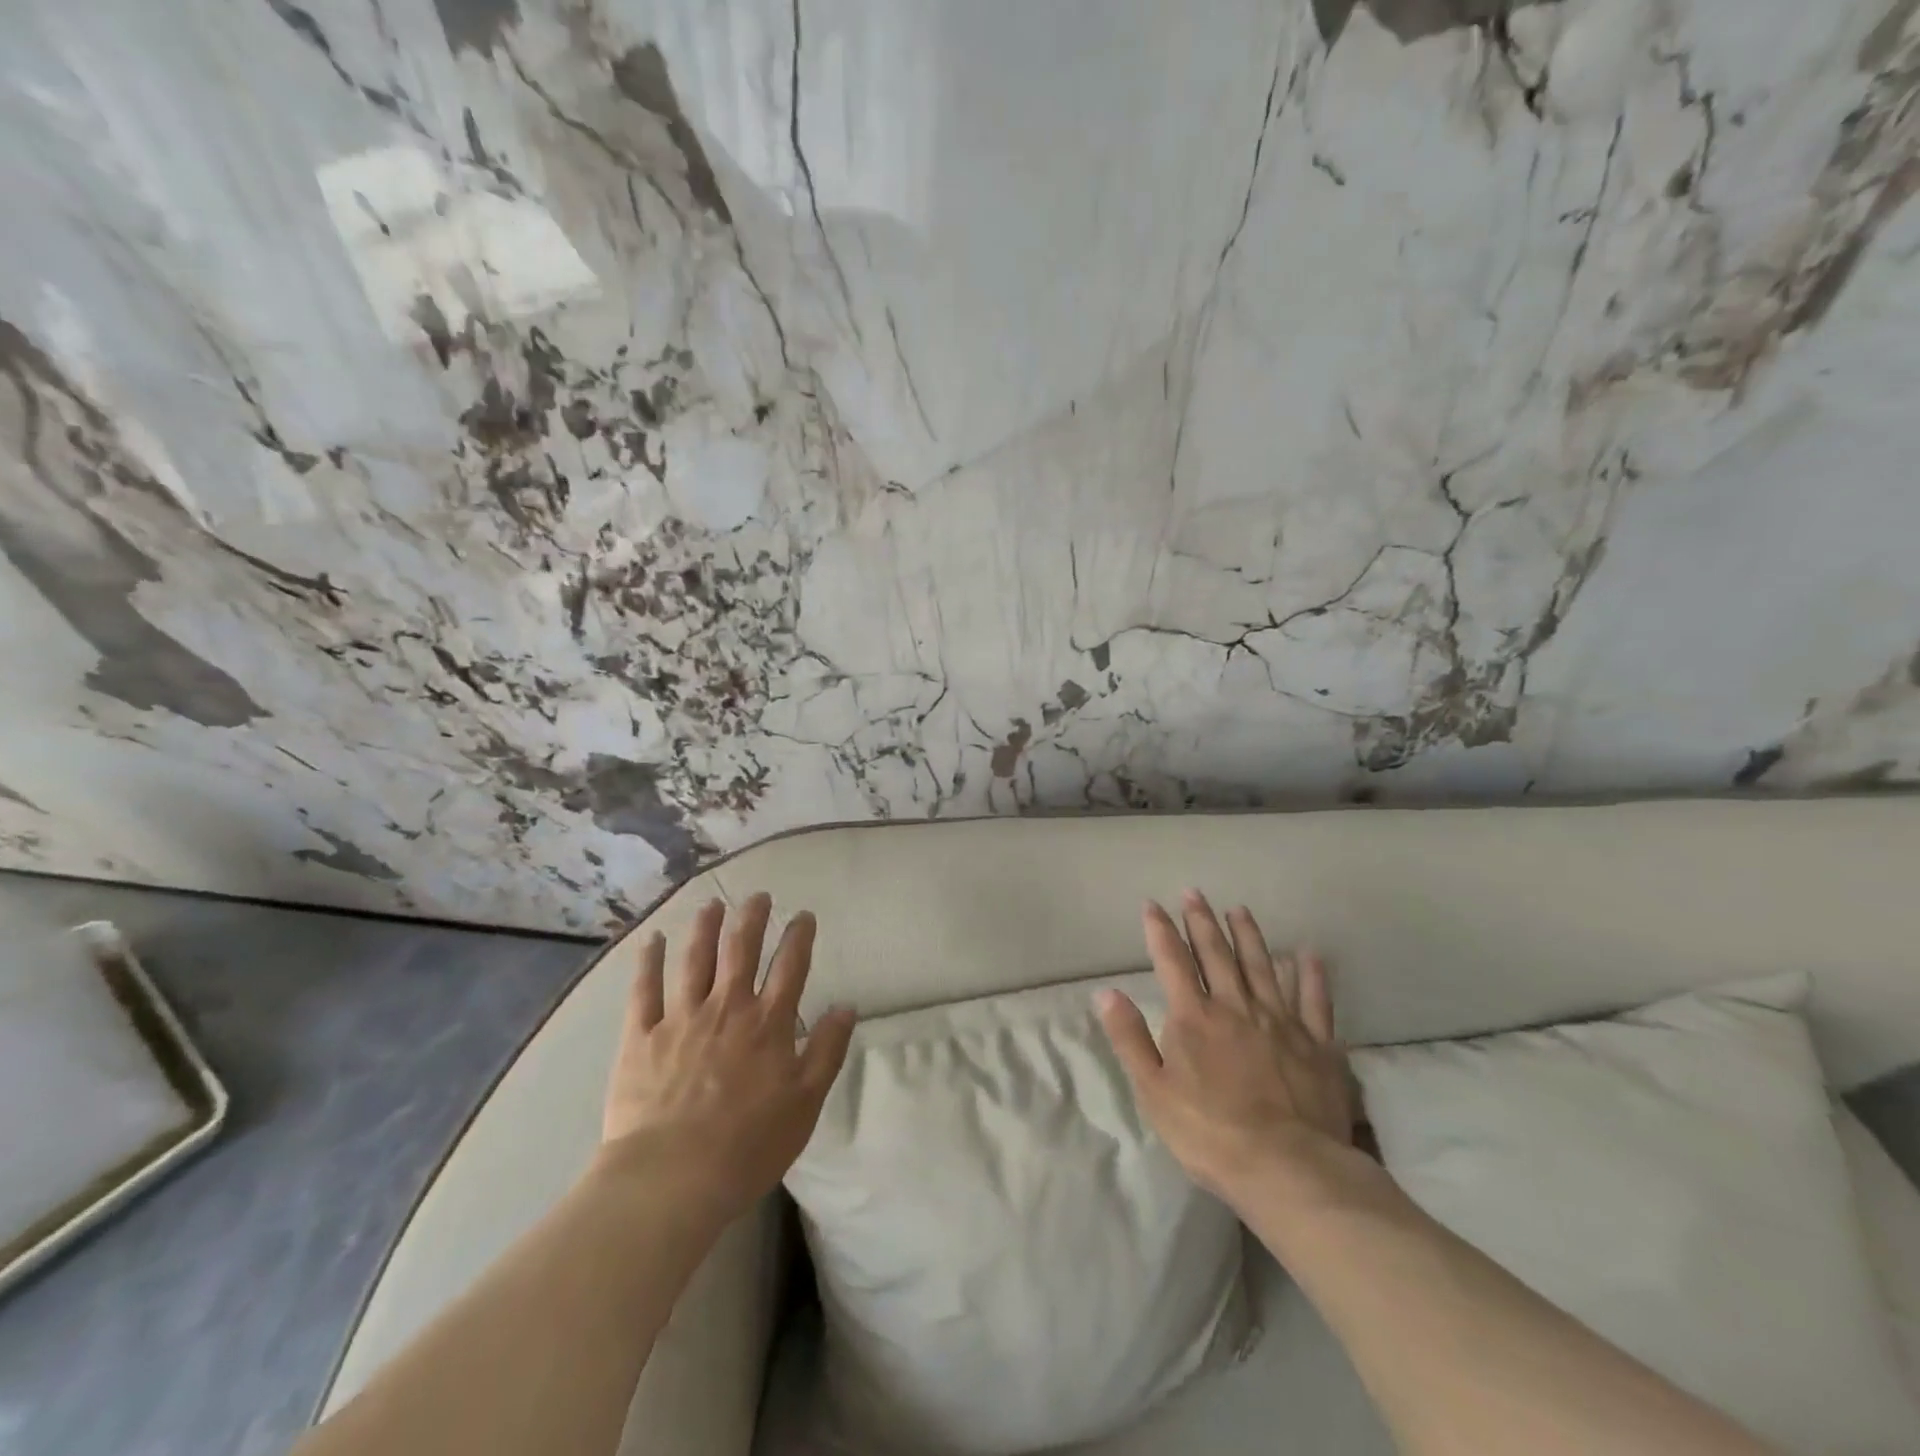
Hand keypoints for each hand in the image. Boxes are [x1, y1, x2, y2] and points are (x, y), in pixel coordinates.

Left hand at [599, 893, 855, 1221]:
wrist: (672, 1178)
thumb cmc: (748, 1145)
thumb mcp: (806, 1103)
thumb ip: (827, 1051)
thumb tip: (846, 1006)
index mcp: (768, 1024)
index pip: (791, 967)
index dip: (799, 937)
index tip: (804, 915)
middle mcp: (727, 1008)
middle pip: (741, 951)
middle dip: (752, 918)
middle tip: (758, 896)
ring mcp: (681, 1018)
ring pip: (695, 960)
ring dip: (706, 928)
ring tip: (713, 904)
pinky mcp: (641, 1037)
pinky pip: (645, 990)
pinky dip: (649, 961)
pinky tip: (652, 939)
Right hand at [1097, 890, 1357, 1211]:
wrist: (1287, 1168)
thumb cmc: (1209, 1133)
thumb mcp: (1153, 1091)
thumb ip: (1129, 1038)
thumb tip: (1106, 992)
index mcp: (1194, 1017)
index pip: (1172, 961)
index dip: (1160, 930)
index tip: (1152, 904)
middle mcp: (1236, 1006)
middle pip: (1216, 954)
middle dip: (1202, 921)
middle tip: (1194, 893)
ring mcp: (1280, 1021)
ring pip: (1262, 966)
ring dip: (1249, 935)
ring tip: (1240, 909)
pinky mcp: (1317, 1043)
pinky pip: (1315, 1000)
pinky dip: (1311, 975)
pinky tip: (1308, 954)